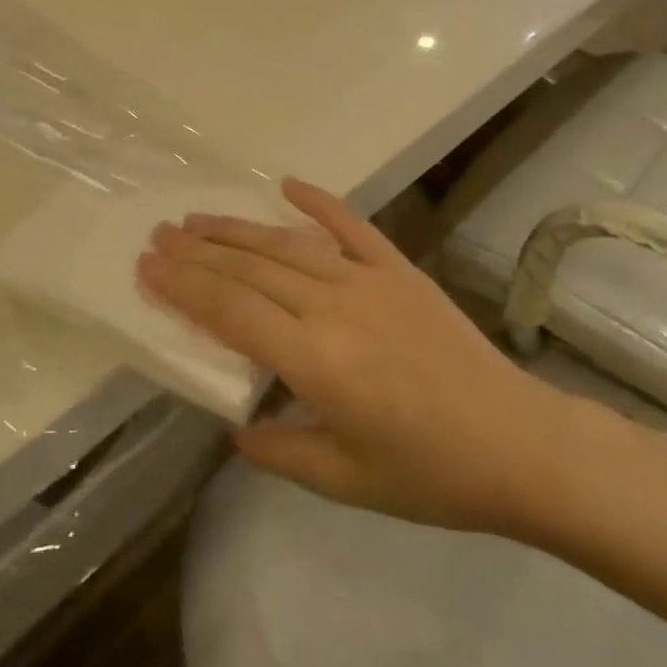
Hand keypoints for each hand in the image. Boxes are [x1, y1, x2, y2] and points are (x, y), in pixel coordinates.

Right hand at [138, 178, 577, 535]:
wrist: (518, 444)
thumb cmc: (430, 474)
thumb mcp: (345, 481)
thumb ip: (281, 449)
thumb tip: (237, 427)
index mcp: (315, 362)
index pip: (231, 311)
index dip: (183, 287)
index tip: (147, 267)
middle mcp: (334, 308)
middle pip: (250, 269)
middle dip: (198, 251)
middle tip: (158, 235)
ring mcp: (370, 280)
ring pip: (288, 244)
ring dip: (237, 229)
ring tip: (197, 218)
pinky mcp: (400, 269)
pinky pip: (351, 226)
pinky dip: (318, 202)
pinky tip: (287, 184)